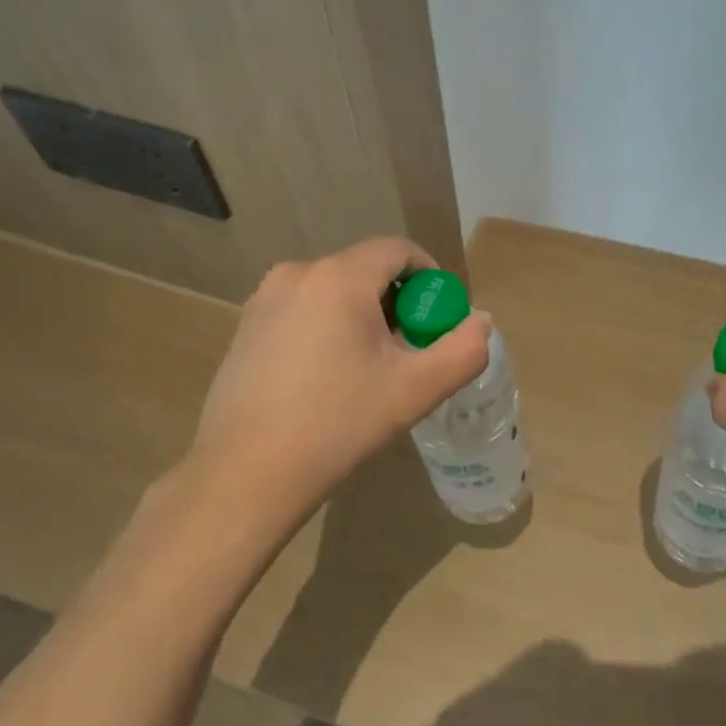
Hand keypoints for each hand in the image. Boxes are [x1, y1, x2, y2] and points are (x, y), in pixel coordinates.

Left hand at [184, 238, 490, 529]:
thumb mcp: (415, 391)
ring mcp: (263, 299)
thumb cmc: (337, 425)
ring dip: (361, 314)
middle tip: (408, 349)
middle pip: (365, 270)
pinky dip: (327, 326)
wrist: (245, 475)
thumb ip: (462, 350)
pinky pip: (302, 309)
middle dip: (396, 301)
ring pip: (332, 290)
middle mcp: (297, 274)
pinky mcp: (245, 327)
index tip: (438, 319)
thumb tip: (480, 321)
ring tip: (369, 367)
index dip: (429, 276)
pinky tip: (326, 376)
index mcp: (339, 278)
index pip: (398, 250)